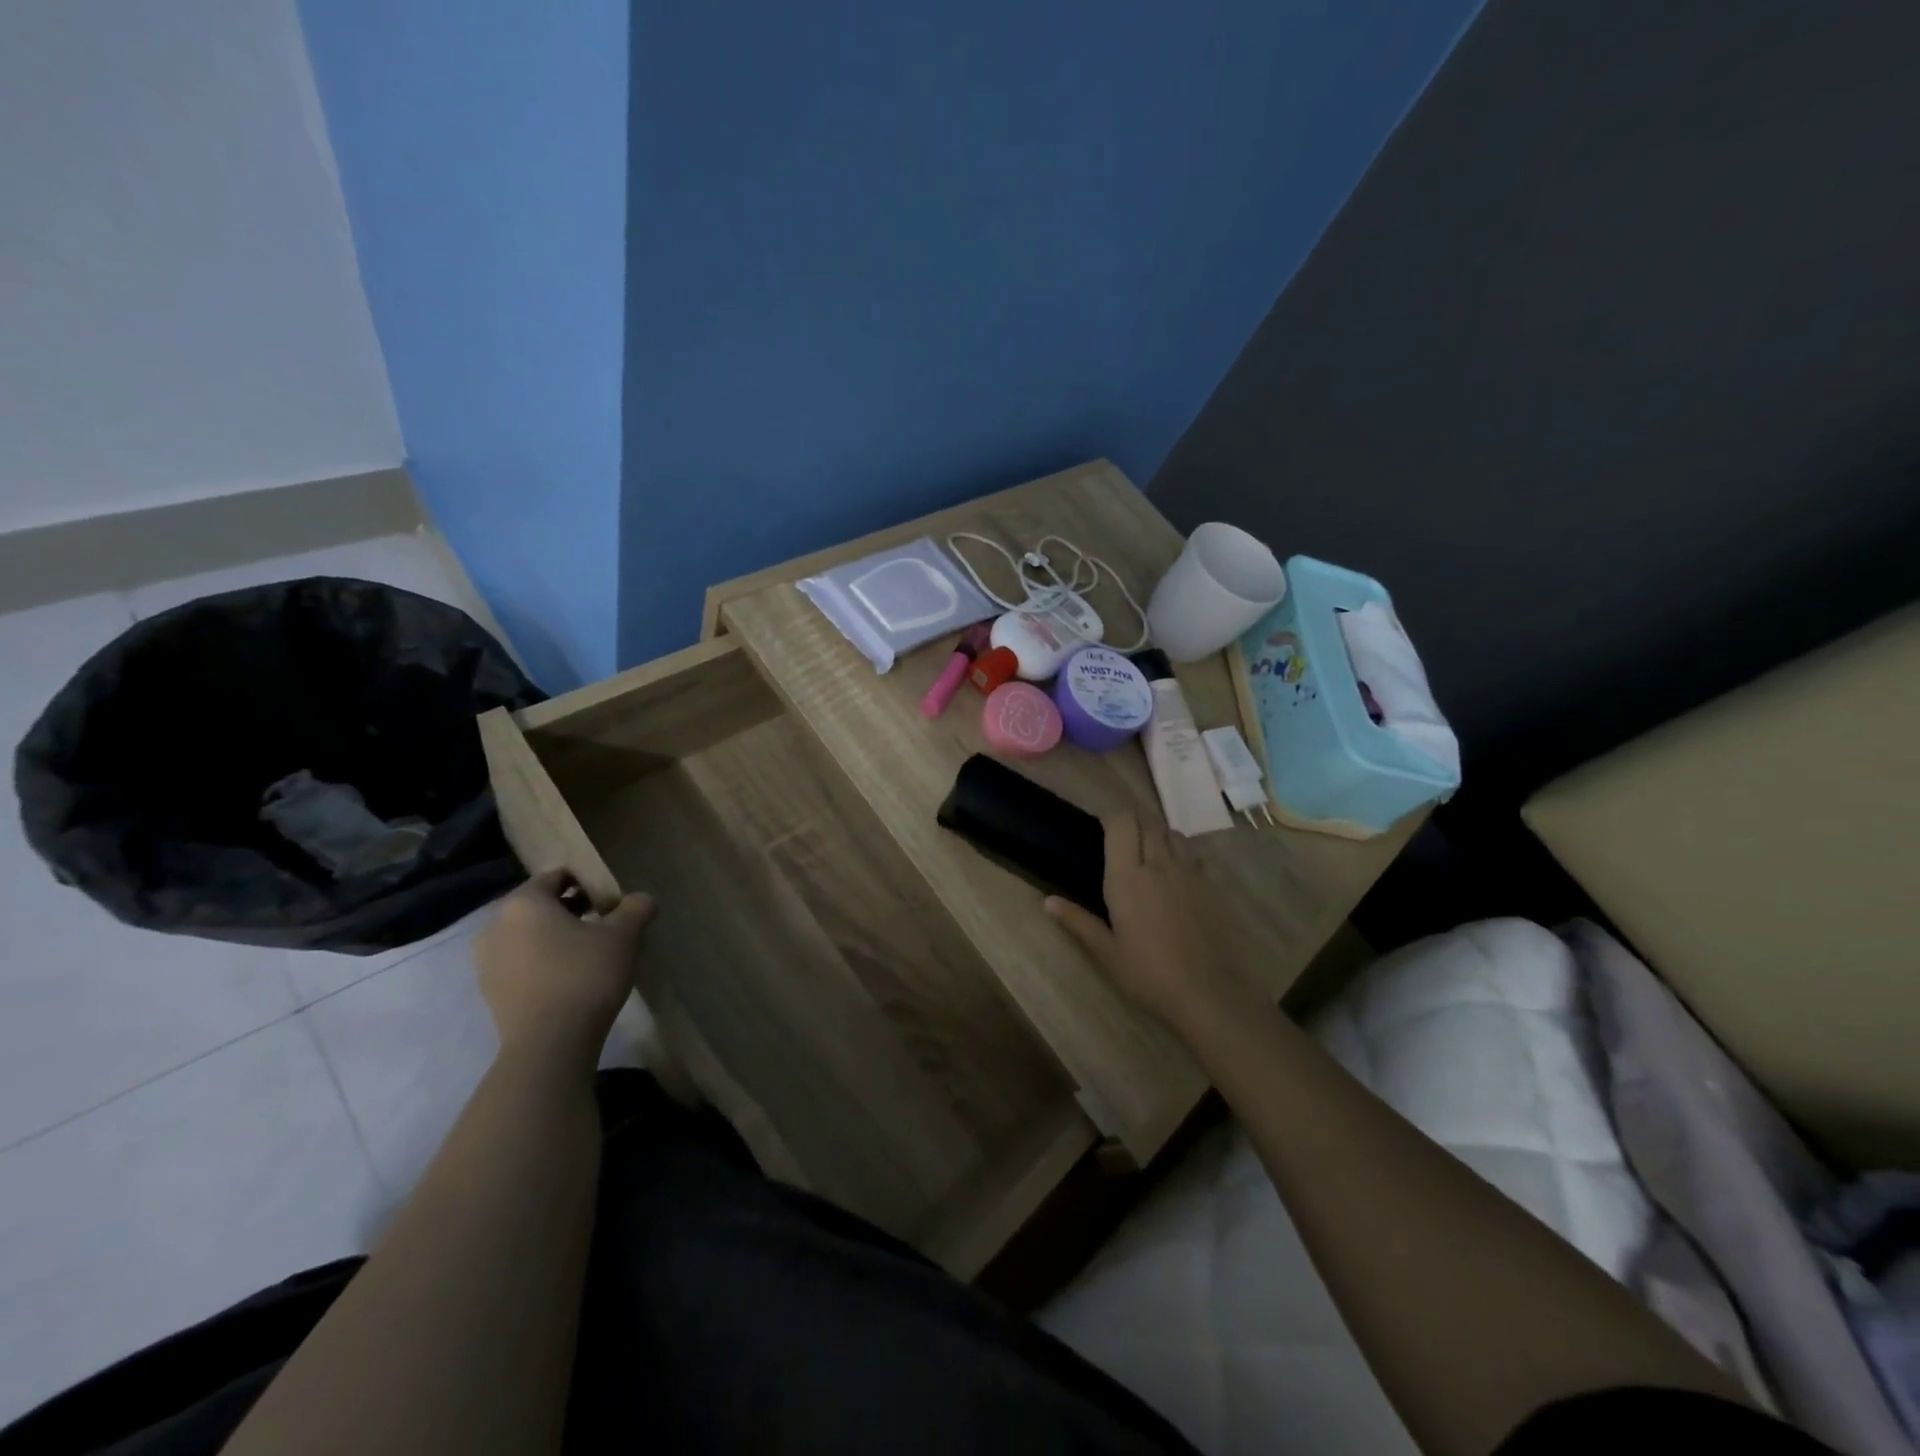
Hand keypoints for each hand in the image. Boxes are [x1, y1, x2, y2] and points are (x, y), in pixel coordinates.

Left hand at [476, 871, 656, 1071]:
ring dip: (555, 937)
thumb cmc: (585, 974)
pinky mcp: (490, 992)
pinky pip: (520, 963)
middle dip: (570, 910)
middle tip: (603, 925)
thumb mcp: (624, 935)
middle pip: (539, 906)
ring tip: (588, 954)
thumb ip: (636, 908)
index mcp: (524, 902)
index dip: (587, 883)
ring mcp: (486, 961)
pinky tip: (569, 979)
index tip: (610, 901)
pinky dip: (542, 962)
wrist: (549, 1044)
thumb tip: (642, 900)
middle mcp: (496, 925)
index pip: (557, 877)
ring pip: (528, 935)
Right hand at [1045, 814, 1252, 1033]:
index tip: (1102, 827)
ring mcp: (1188, 873)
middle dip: (1133, 820)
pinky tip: (1174, 873)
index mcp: (1127, 878)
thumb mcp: (1106, 952)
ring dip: (1158, 833)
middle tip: (1121, 837)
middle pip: (1148, 821)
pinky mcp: (1209, 886)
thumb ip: (1078, 921)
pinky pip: (1192, 854)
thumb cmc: (1148, 974)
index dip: (1112, 817)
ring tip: (1148, 850)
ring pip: (1172, 833)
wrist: (1206, 993)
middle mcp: (1158, 865)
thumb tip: (1048, 902)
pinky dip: (1179, 851)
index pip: (1122, 824)